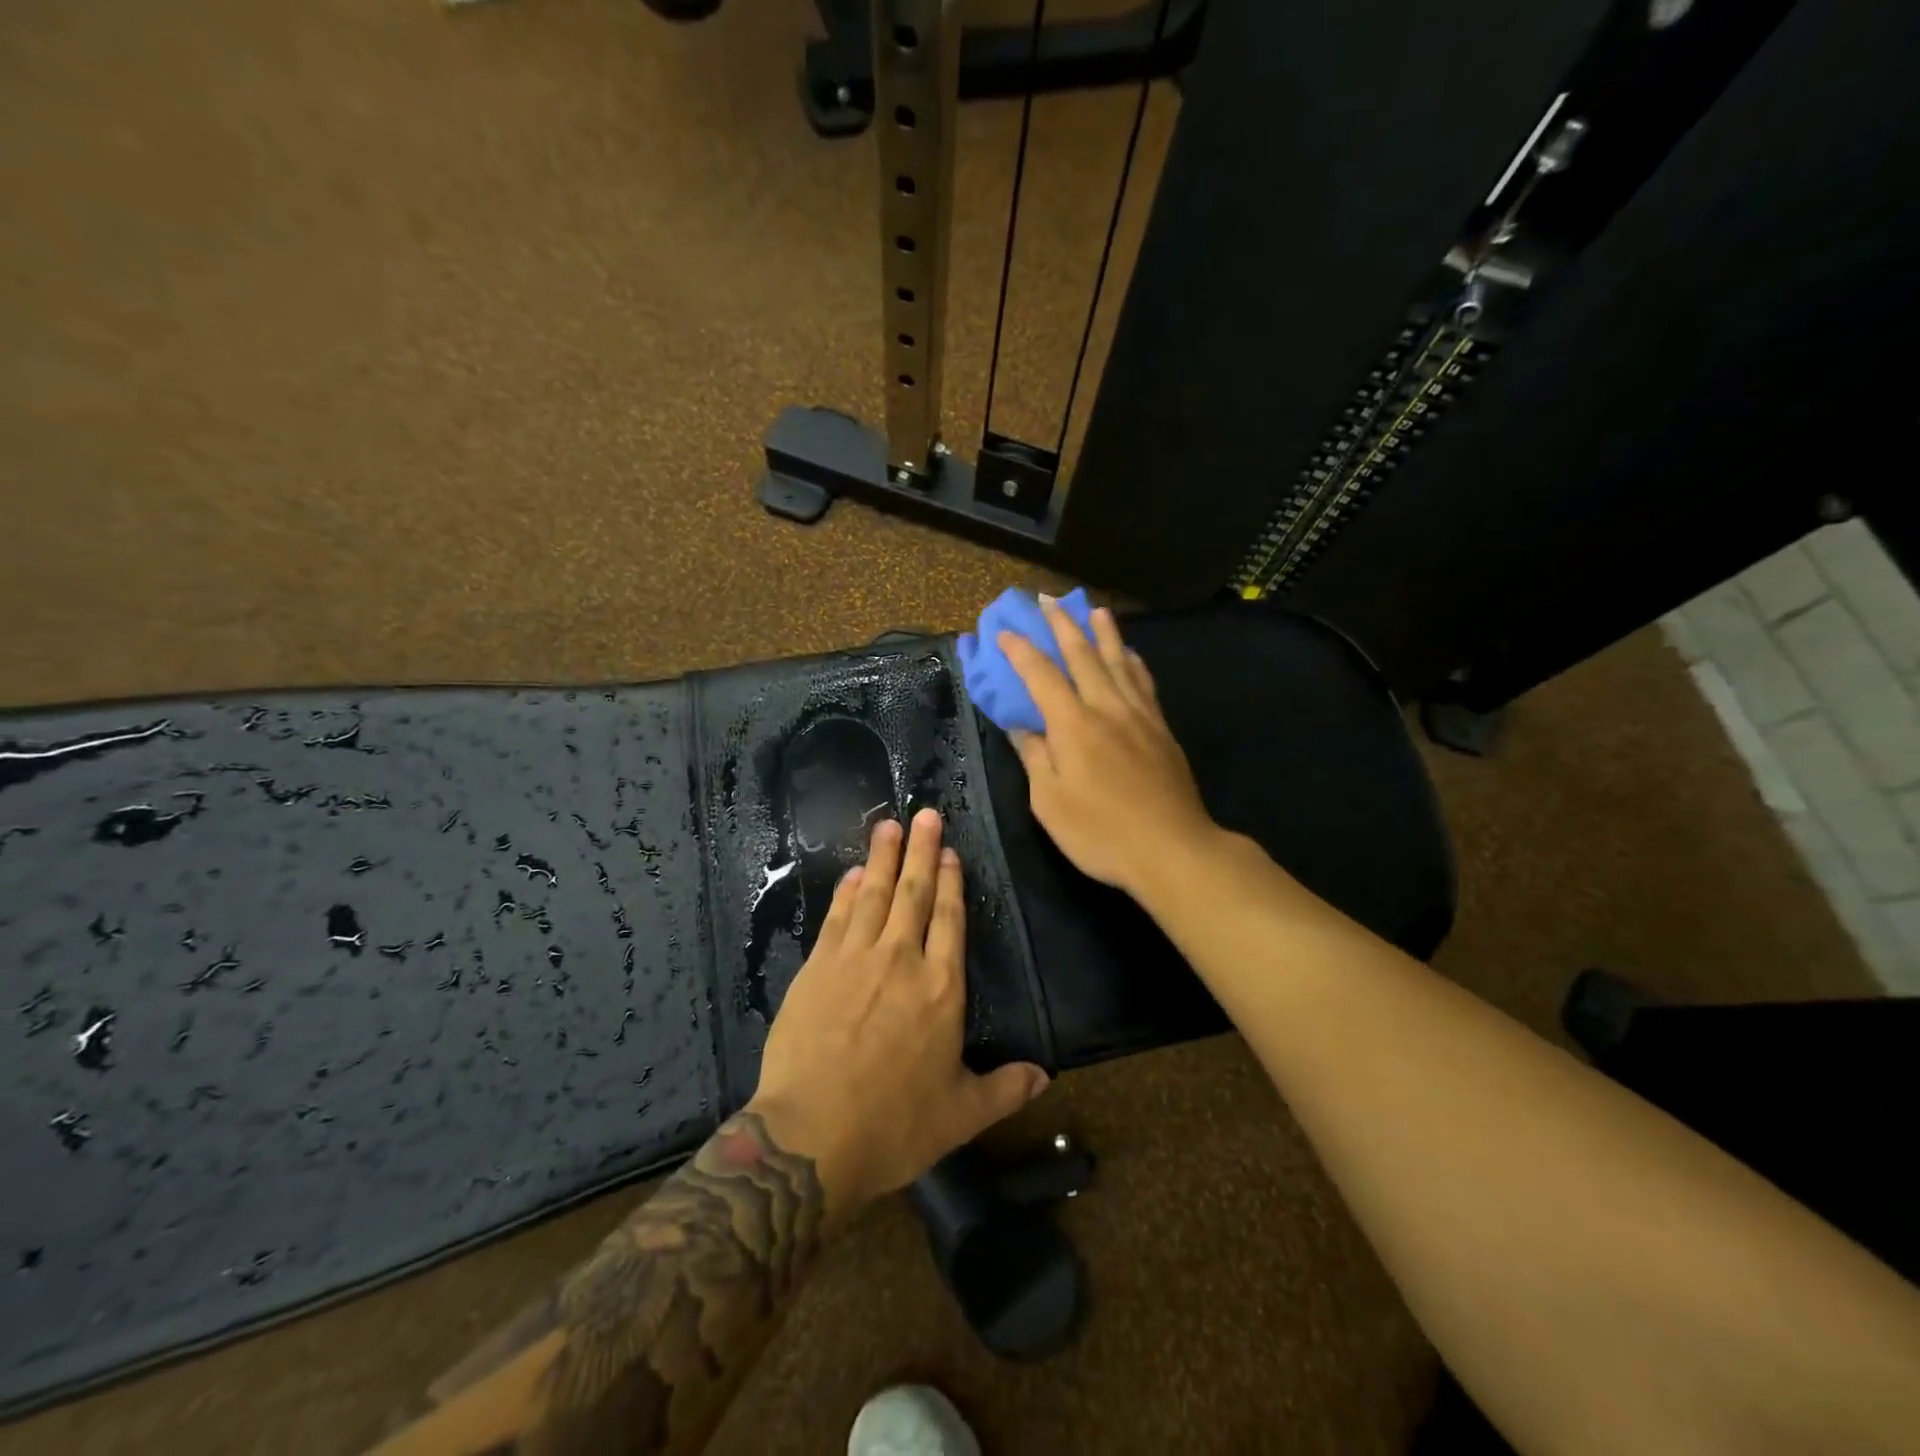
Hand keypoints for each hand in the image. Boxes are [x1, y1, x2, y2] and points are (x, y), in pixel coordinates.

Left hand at [749, 808, 1050, 1216]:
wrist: (810, 1137)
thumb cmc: (893, 1126)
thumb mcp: (961, 1115)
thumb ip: (1005, 1089)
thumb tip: (1045, 1076)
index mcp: (941, 989)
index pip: (950, 920)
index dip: (951, 882)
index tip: (950, 852)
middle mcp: (901, 960)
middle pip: (914, 893)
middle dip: (922, 851)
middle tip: (925, 814)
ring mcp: (855, 959)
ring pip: (874, 895)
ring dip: (882, 857)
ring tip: (888, 825)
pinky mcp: (817, 967)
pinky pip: (837, 917)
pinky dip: (846, 891)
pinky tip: (852, 873)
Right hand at [999, 598, 1220, 902]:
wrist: (1172, 849)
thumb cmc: (1101, 833)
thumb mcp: (1049, 803)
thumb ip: (1034, 758)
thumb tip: (1019, 727)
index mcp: (1073, 726)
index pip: (1041, 676)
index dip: (1020, 651)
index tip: (1004, 631)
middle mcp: (1106, 708)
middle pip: (1083, 655)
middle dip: (1062, 625)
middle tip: (1048, 600)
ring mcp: (1139, 716)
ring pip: (1118, 661)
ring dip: (1103, 632)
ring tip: (1094, 609)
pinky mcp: (1161, 729)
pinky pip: (1144, 682)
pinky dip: (1133, 661)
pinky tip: (1130, 654)